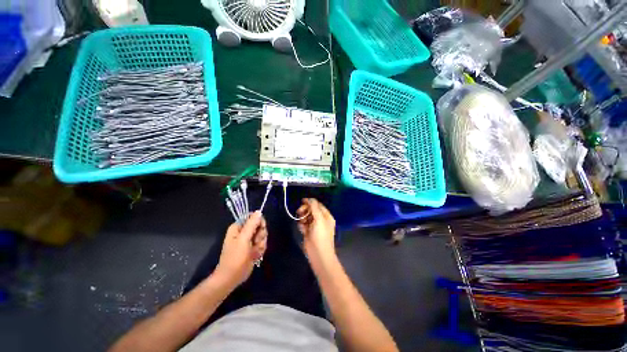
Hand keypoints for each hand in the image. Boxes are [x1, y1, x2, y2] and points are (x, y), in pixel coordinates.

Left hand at [214, 211, 267, 288]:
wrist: (232, 277)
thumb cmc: (235, 257)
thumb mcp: (243, 239)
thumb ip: (252, 224)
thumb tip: (259, 211)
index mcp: (238, 227)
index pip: (253, 217)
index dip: (259, 222)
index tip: (260, 228)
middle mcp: (244, 232)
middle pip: (260, 226)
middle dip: (261, 235)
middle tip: (255, 242)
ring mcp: (249, 240)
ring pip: (263, 235)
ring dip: (261, 244)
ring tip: (254, 252)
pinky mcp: (253, 248)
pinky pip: (263, 244)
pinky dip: (260, 250)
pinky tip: (255, 256)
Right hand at [296, 198, 335, 261]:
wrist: (318, 254)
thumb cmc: (321, 235)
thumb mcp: (319, 219)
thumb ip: (314, 207)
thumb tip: (309, 199)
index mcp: (326, 216)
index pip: (318, 205)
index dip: (310, 202)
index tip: (302, 201)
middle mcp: (321, 220)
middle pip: (311, 210)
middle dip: (305, 210)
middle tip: (299, 212)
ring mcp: (314, 226)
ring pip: (306, 217)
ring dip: (303, 217)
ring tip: (302, 222)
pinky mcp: (308, 232)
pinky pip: (303, 224)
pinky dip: (301, 225)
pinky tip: (302, 228)